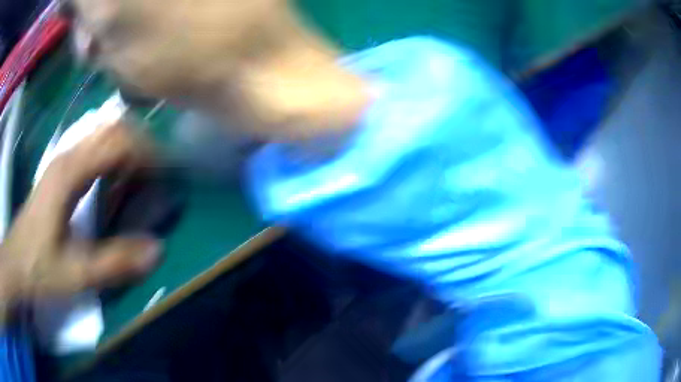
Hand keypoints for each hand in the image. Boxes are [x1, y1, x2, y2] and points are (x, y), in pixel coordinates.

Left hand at [0, 121, 159, 314]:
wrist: (17, 261)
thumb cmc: (41, 267)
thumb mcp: (77, 274)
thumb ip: (115, 263)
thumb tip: (158, 249)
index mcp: (70, 172)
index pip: (117, 142)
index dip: (147, 153)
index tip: (167, 175)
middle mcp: (68, 155)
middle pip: (112, 128)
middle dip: (141, 145)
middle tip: (158, 174)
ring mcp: (64, 159)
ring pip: (103, 133)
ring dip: (127, 147)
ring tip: (142, 176)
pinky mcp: (62, 169)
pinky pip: (94, 147)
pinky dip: (113, 155)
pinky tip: (117, 179)